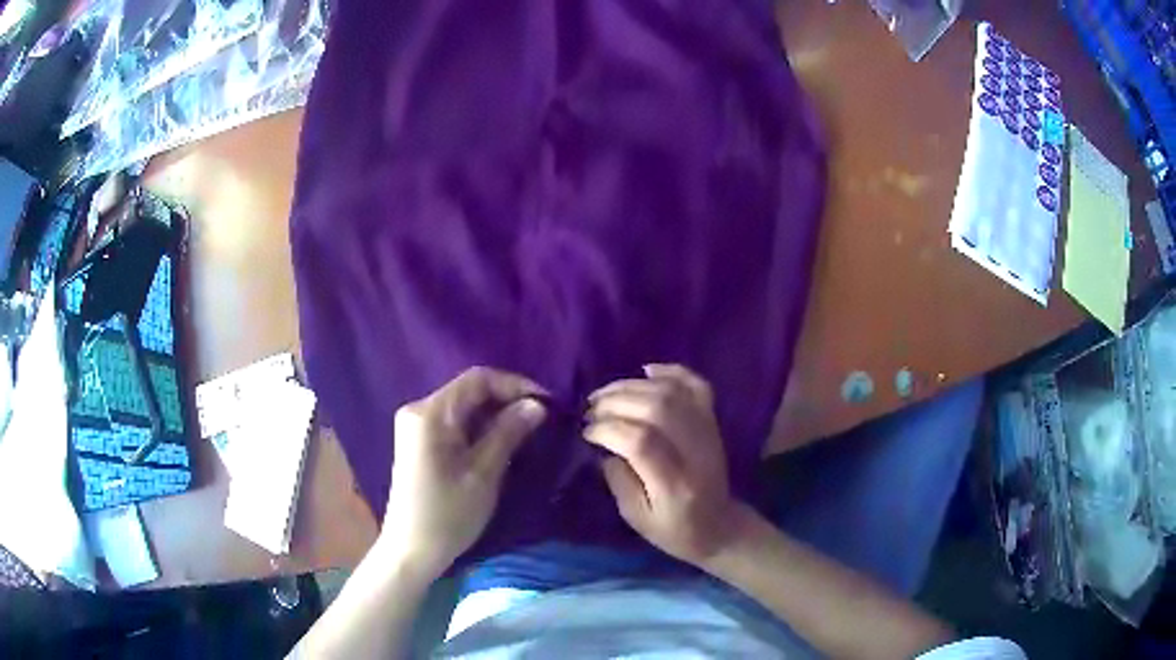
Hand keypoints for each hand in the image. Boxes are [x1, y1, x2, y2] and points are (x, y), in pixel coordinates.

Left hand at [378, 367, 546, 576]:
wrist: (411, 550)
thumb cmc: (448, 514)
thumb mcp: (483, 473)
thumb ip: (509, 432)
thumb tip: (537, 405)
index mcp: (430, 413)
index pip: (478, 379)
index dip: (515, 384)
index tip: (547, 403)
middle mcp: (419, 410)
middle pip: (469, 390)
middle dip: (507, 399)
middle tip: (542, 418)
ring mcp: (416, 426)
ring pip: (464, 406)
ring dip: (496, 413)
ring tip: (529, 429)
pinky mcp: (419, 442)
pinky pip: (455, 422)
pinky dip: (480, 427)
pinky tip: (502, 440)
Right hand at [585, 364, 745, 565]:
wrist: (720, 526)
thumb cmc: (675, 530)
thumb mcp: (638, 519)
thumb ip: (619, 482)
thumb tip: (604, 446)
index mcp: (676, 485)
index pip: (642, 443)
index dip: (609, 430)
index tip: (586, 432)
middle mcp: (696, 452)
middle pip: (658, 409)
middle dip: (616, 403)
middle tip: (590, 409)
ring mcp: (708, 432)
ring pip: (673, 393)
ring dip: (633, 386)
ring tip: (605, 394)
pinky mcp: (712, 421)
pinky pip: (696, 385)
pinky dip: (671, 371)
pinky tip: (646, 370)